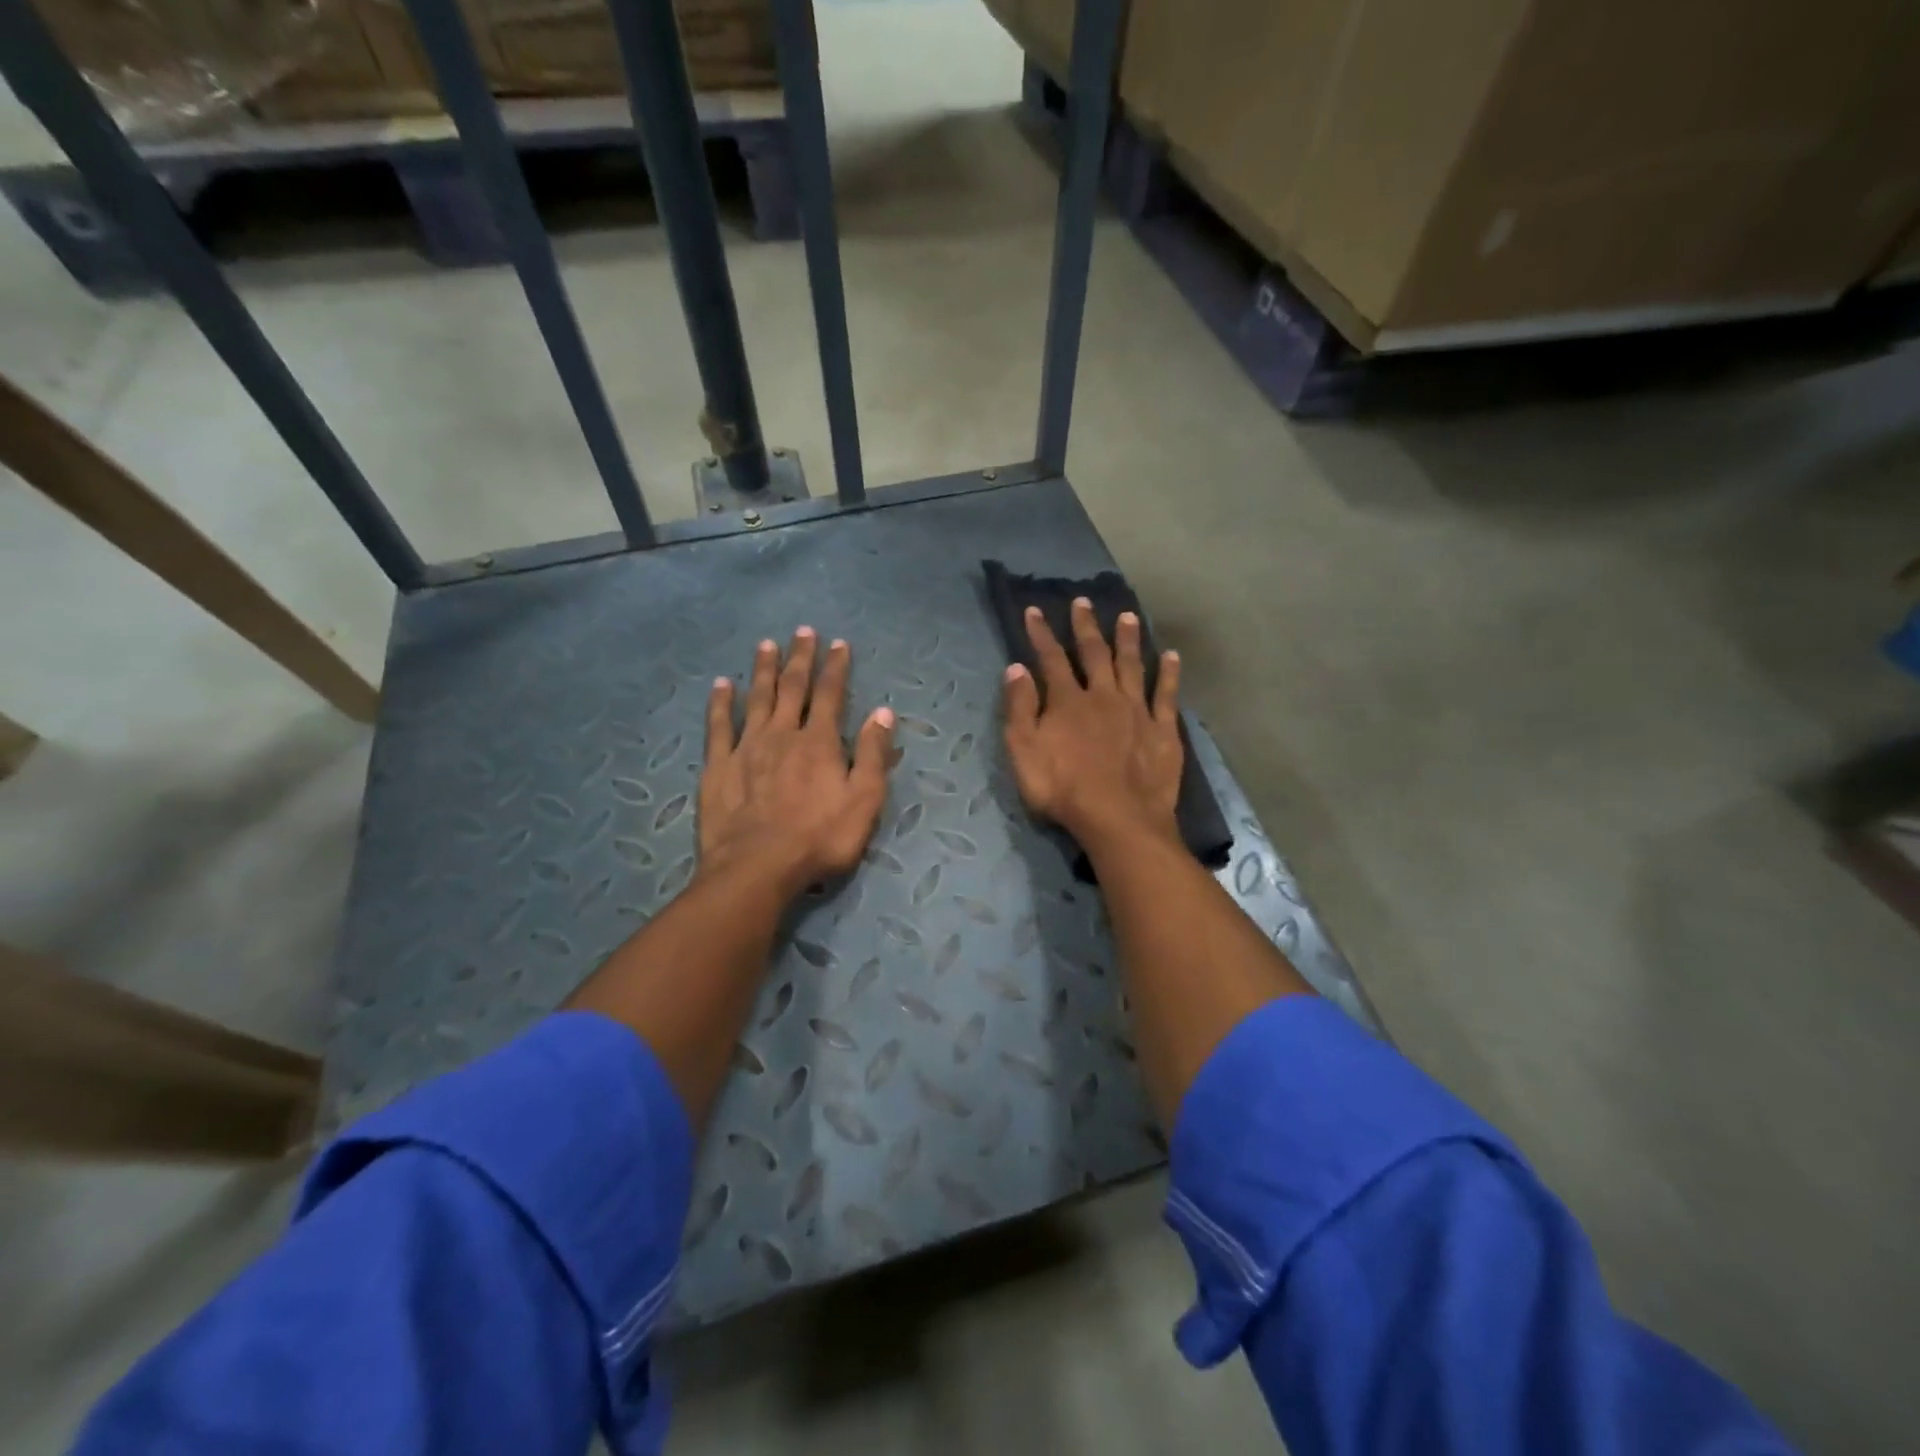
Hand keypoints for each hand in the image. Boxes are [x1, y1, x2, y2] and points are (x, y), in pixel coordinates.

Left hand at [700, 627, 895, 899]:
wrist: (758, 867)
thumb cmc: (820, 838)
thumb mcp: (864, 801)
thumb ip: (874, 755)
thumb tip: (883, 712)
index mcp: (819, 742)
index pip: (831, 695)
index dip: (836, 667)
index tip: (839, 643)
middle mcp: (782, 734)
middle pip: (793, 688)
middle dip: (800, 658)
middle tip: (803, 631)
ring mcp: (747, 748)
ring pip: (757, 698)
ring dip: (763, 670)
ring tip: (766, 645)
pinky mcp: (718, 766)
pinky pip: (719, 726)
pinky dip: (721, 703)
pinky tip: (722, 685)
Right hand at [1002, 598, 1182, 848]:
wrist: (1118, 819)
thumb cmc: (1063, 790)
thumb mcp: (1023, 752)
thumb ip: (1020, 708)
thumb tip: (1016, 668)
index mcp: (1067, 701)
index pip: (1051, 659)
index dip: (1041, 634)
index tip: (1035, 610)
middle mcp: (1103, 696)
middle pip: (1094, 654)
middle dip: (1086, 626)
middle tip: (1084, 602)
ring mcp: (1137, 711)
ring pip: (1132, 665)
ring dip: (1128, 639)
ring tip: (1128, 616)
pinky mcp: (1162, 730)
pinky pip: (1166, 694)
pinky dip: (1168, 674)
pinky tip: (1171, 656)